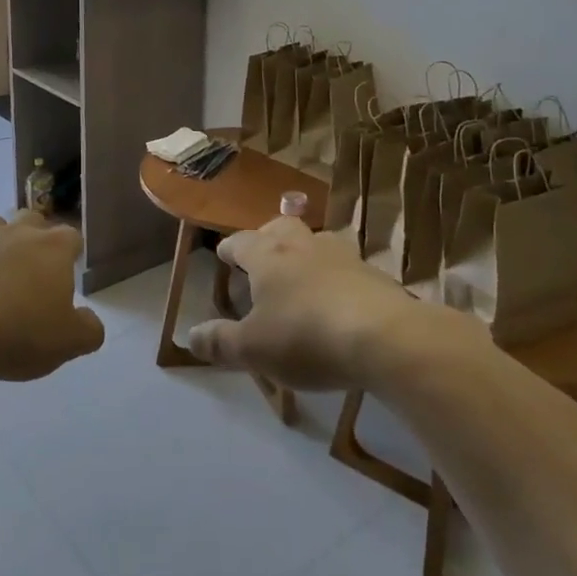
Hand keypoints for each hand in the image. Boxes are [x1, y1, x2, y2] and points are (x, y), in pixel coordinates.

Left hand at [0, 212, 104, 380]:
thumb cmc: (18, 331)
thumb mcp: (67, 343)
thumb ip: (87, 330)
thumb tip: (91, 321)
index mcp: (53, 248)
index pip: (71, 237)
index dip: (70, 253)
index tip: (66, 273)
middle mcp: (17, 232)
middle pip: (31, 220)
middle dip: (33, 237)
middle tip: (30, 269)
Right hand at [188, 217, 470, 388]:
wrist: (385, 337)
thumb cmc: (306, 337)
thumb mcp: (254, 349)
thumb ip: (221, 342)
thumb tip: (192, 336)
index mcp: (268, 255)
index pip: (240, 242)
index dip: (229, 249)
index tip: (223, 255)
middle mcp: (302, 244)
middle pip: (281, 226)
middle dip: (268, 236)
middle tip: (263, 254)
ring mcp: (342, 255)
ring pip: (317, 241)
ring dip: (306, 252)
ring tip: (302, 274)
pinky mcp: (374, 274)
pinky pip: (347, 267)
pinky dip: (337, 277)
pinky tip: (339, 299)